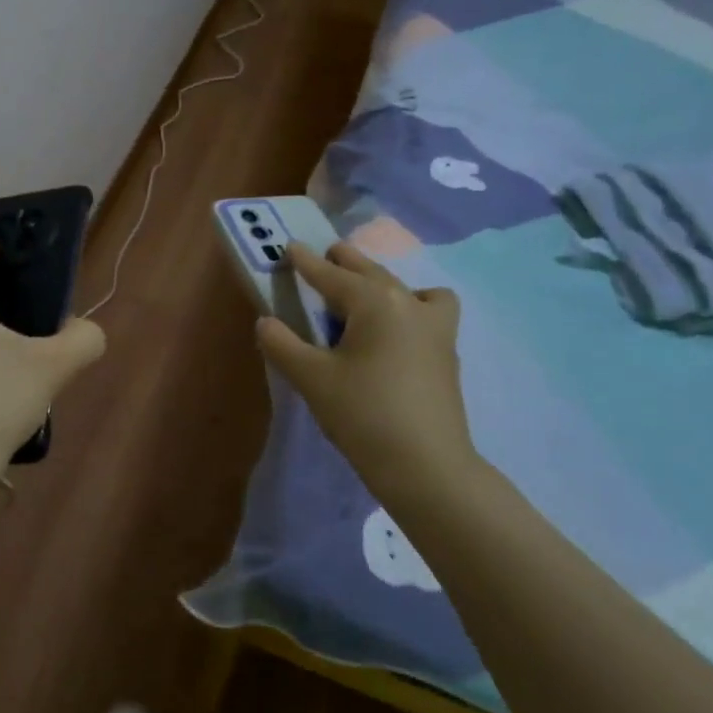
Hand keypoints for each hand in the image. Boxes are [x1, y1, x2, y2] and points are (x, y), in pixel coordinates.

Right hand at [256, 243, 479, 504]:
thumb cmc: (362, 414)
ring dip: (381, 282)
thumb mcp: (311, 378)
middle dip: (345, 262)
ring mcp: (435, 328)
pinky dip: (412, 306)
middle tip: (325, 255)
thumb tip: (266, 322)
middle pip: (371, 272)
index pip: (331, 275)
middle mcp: (408, 303)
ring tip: (363, 295)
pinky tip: (395, 330)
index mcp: (374, 302)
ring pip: (406, 287)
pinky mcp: (446, 353)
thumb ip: (282, 344)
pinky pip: (429, 311)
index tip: (291, 246)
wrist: (426, 466)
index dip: (307, 262)